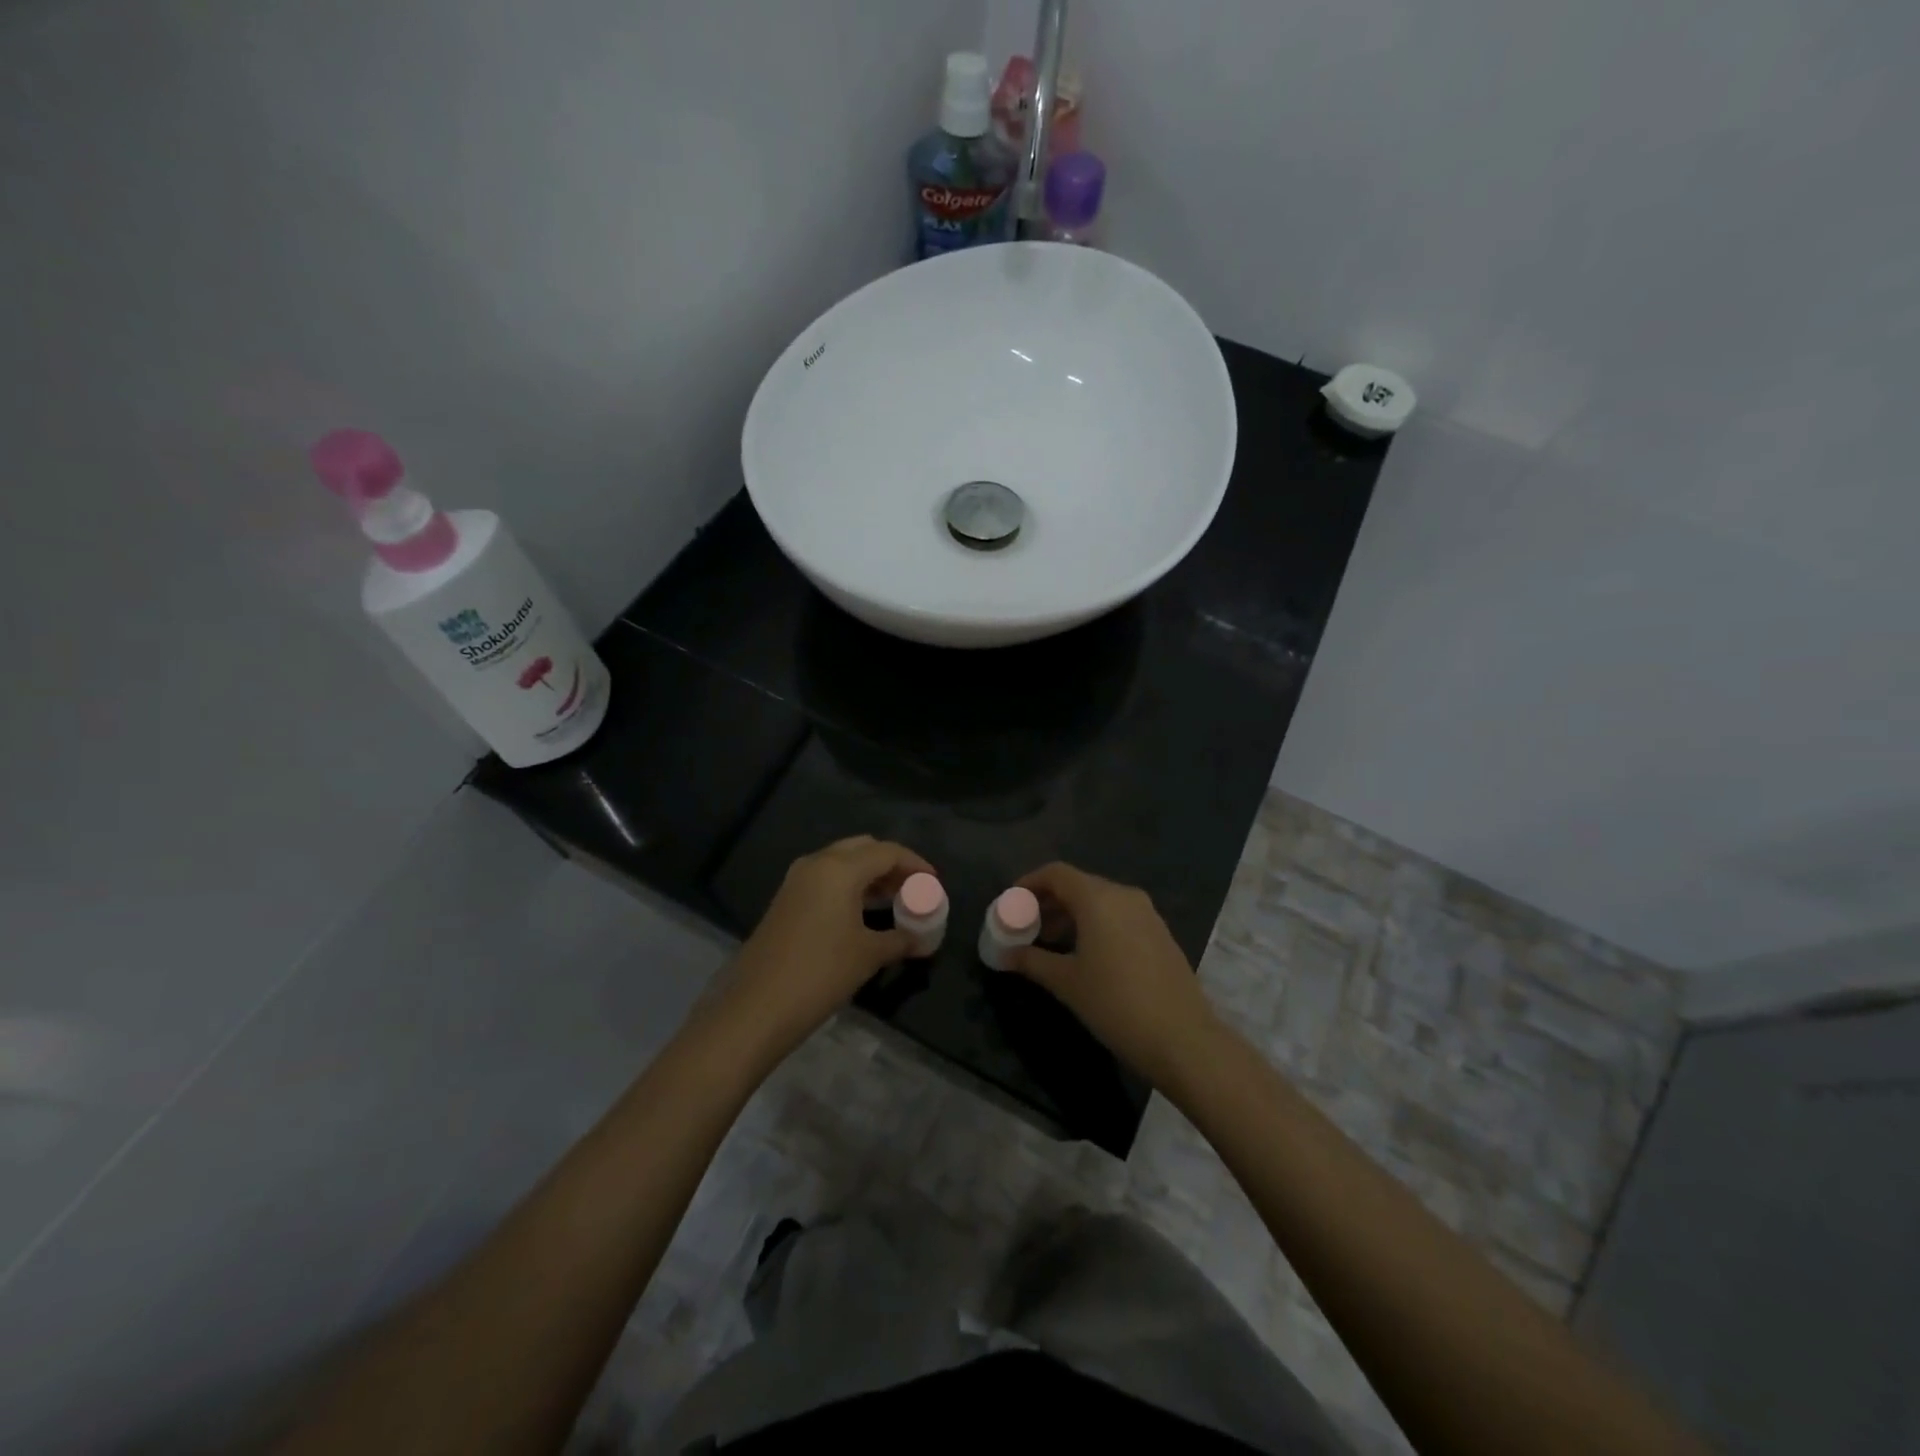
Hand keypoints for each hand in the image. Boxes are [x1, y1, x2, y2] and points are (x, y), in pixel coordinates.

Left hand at [708, 836, 932, 1068]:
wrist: (756, 1006)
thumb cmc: (821, 973)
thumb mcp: (869, 955)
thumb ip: (901, 939)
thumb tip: (924, 941)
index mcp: (840, 868)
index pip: (887, 852)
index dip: (915, 864)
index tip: (935, 883)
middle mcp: (817, 863)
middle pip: (863, 848)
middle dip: (891, 864)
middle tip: (913, 888)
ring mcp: (797, 880)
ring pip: (842, 862)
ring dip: (870, 875)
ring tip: (894, 900)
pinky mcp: (786, 899)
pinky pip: (826, 879)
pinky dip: (849, 886)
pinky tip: (863, 912)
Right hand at [1008, 862, 1225, 1089]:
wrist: (1182, 1039)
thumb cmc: (1115, 1003)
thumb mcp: (1066, 982)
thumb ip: (1031, 960)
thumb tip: (1003, 954)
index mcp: (1098, 898)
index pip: (1056, 873)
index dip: (1029, 883)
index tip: (1010, 904)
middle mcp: (1124, 895)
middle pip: (1078, 884)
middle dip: (1048, 901)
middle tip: (1026, 926)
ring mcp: (1147, 913)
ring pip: (1100, 901)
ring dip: (1071, 914)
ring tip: (1050, 942)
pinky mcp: (1160, 933)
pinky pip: (1119, 916)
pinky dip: (1095, 924)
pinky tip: (1085, 954)